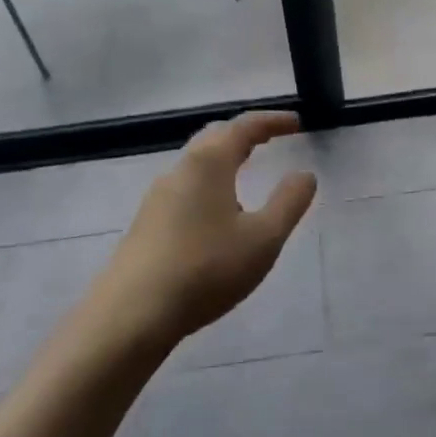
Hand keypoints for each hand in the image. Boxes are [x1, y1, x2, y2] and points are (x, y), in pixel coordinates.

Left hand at [99, 110, 316, 345]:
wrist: (131, 315)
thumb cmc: (205, 269)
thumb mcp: (263, 239)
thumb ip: (289, 203)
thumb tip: (304, 175)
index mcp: (208, 164)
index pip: (244, 127)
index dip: (272, 121)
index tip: (296, 123)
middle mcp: (179, 170)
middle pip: (215, 138)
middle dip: (245, 134)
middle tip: (271, 138)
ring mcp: (157, 198)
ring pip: (197, 165)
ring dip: (225, 160)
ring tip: (248, 175)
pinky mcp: (146, 224)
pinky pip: (186, 189)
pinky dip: (210, 185)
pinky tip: (218, 216)